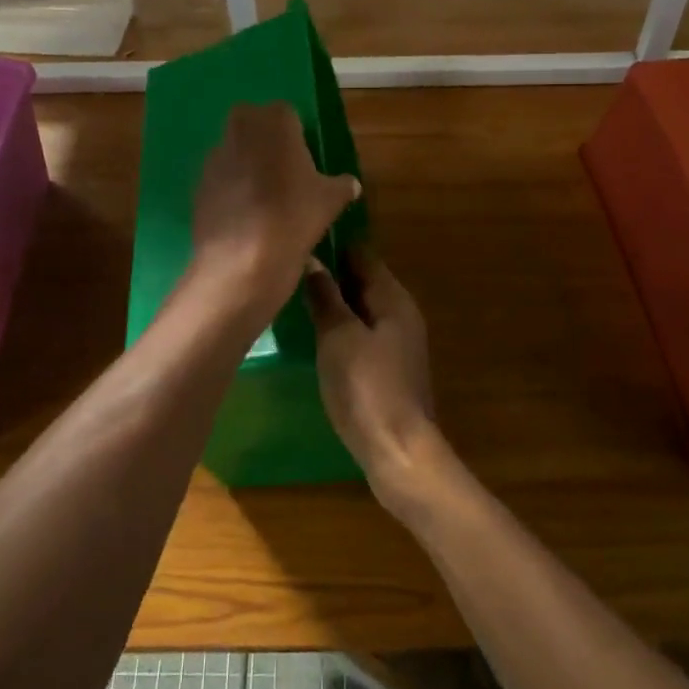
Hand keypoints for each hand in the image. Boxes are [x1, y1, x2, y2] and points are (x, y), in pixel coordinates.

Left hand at [190, 102, 359, 314]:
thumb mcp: (330, 201)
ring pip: (233, 150)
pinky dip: (229, 190)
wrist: (243, 257)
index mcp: (275, 122)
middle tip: (283, 171)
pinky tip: (244, 216)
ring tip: (263, 198)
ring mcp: (215, 157)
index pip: (286, 113)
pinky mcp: (198, 185)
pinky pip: (219, 179)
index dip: (295, 134)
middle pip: (252, 123)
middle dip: (264, 140)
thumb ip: (341, 186)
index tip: (304, 159)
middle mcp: (240, 129)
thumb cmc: (294, 215)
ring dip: (245, 164)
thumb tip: (351, 184)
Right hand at [304, 246, 441, 508]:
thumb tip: (312, 259)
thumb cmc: (366, 387)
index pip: (362, 254)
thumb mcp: (339, 336)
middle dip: (330, 273)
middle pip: (362, 280)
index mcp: (392, 297)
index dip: (333, 244)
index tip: (299, 237)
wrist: (398, 451)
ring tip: (293, 297)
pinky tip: (314, 335)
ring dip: (333, 302)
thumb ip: (326, 296)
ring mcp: (396, 342)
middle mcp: (400, 313)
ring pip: (360, 309)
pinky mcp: (388, 368)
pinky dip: (340, 328)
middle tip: (288, 268)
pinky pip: (361, 334)